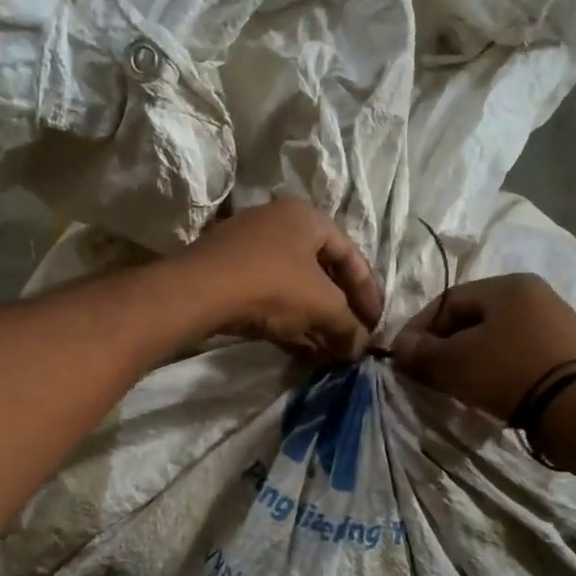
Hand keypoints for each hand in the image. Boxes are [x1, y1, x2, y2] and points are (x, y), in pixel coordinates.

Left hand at [177, 198, 383, 361]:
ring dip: (315, 324)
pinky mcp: (228, 276)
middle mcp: (279, 225)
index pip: (351, 256)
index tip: (376, 326)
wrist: (200, 291)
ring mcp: (249, 250)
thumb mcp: (322, 306)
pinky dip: (289, 324)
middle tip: (352, 342)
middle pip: (321, 274)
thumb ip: (348, 327)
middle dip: (340, 313)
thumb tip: (359, 349)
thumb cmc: (273, 286)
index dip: (369, 294)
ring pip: (294, 290)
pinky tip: (303, 353)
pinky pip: (269, 300)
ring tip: (330, 356)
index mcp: (308, 218)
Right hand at [390, 274, 575, 419]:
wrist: (575, 408)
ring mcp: (557, 322)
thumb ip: (421, 351)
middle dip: (444, 345)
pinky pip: (519, 353)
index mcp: (508, 285)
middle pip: (473, 318)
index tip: (403, 357)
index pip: (447, 301)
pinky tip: (490, 389)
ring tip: (456, 385)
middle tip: (427, 373)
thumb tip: (400, 346)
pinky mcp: (569, 352)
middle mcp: (536, 294)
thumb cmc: (507, 372)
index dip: (419, 329)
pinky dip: (498, 368)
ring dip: (470, 358)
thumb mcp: (453, 362)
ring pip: (497, 337)